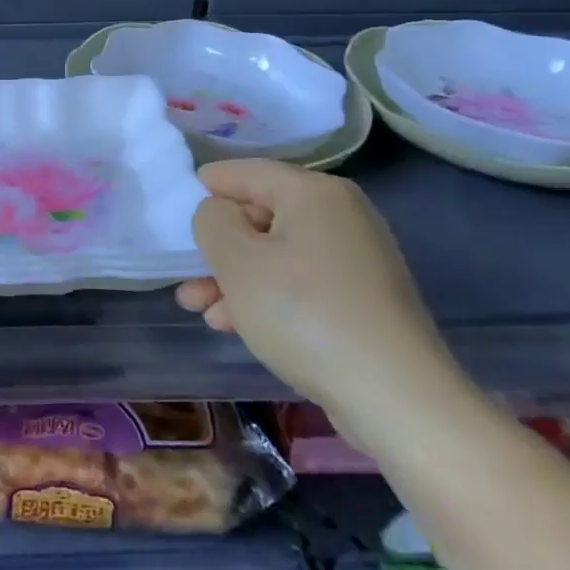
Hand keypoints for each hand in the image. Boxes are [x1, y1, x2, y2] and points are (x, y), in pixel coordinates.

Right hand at [176, 160, 474, 447]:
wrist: (396, 398)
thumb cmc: (305, 314)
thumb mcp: (237, 261)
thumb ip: (212, 221)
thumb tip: (219, 213)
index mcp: (313, 192)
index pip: (242, 172)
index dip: (203, 190)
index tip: (172, 217)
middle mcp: (340, 214)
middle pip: (259, 215)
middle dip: (217, 247)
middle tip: (185, 277)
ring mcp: (355, 258)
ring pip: (275, 254)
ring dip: (234, 278)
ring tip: (200, 309)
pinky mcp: (361, 298)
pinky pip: (300, 282)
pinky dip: (266, 296)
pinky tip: (236, 326)